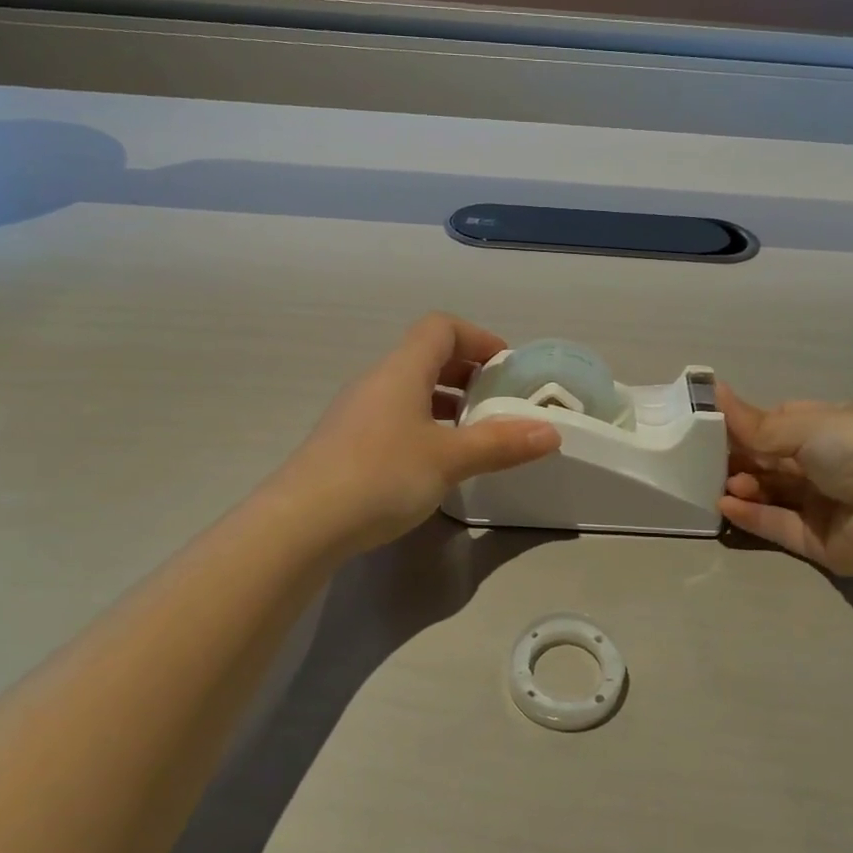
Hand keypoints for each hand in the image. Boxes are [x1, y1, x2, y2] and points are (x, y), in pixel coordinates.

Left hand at [278, 314, 560, 554]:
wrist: (301, 524)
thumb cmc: (381, 476)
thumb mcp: (449, 459)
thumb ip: (501, 444)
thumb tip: (551, 432)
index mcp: (401, 371)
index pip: (440, 328)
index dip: (477, 337)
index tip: (506, 365)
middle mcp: (376, 382)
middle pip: (425, 357)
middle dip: (467, 372)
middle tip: (498, 400)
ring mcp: (356, 414)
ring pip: (409, 391)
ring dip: (446, 402)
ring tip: (474, 433)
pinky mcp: (345, 444)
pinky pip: (394, 418)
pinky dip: (424, 426)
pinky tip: (436, 461)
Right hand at [718, 387, 852, 575]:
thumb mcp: (804, 425)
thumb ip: (755, 423)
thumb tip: (715, 390)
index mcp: (830, 428)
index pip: (779, 424)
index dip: (747, 426)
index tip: (713, 427)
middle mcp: (826, 464)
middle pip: (771, 461)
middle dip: (741, 459)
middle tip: (712, 461)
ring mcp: (821, 503)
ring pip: (771, 493)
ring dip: (745, 487)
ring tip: (728, 486)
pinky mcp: (817, 540)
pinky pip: (777, 525)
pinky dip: (751, 516)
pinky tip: (727, 506)